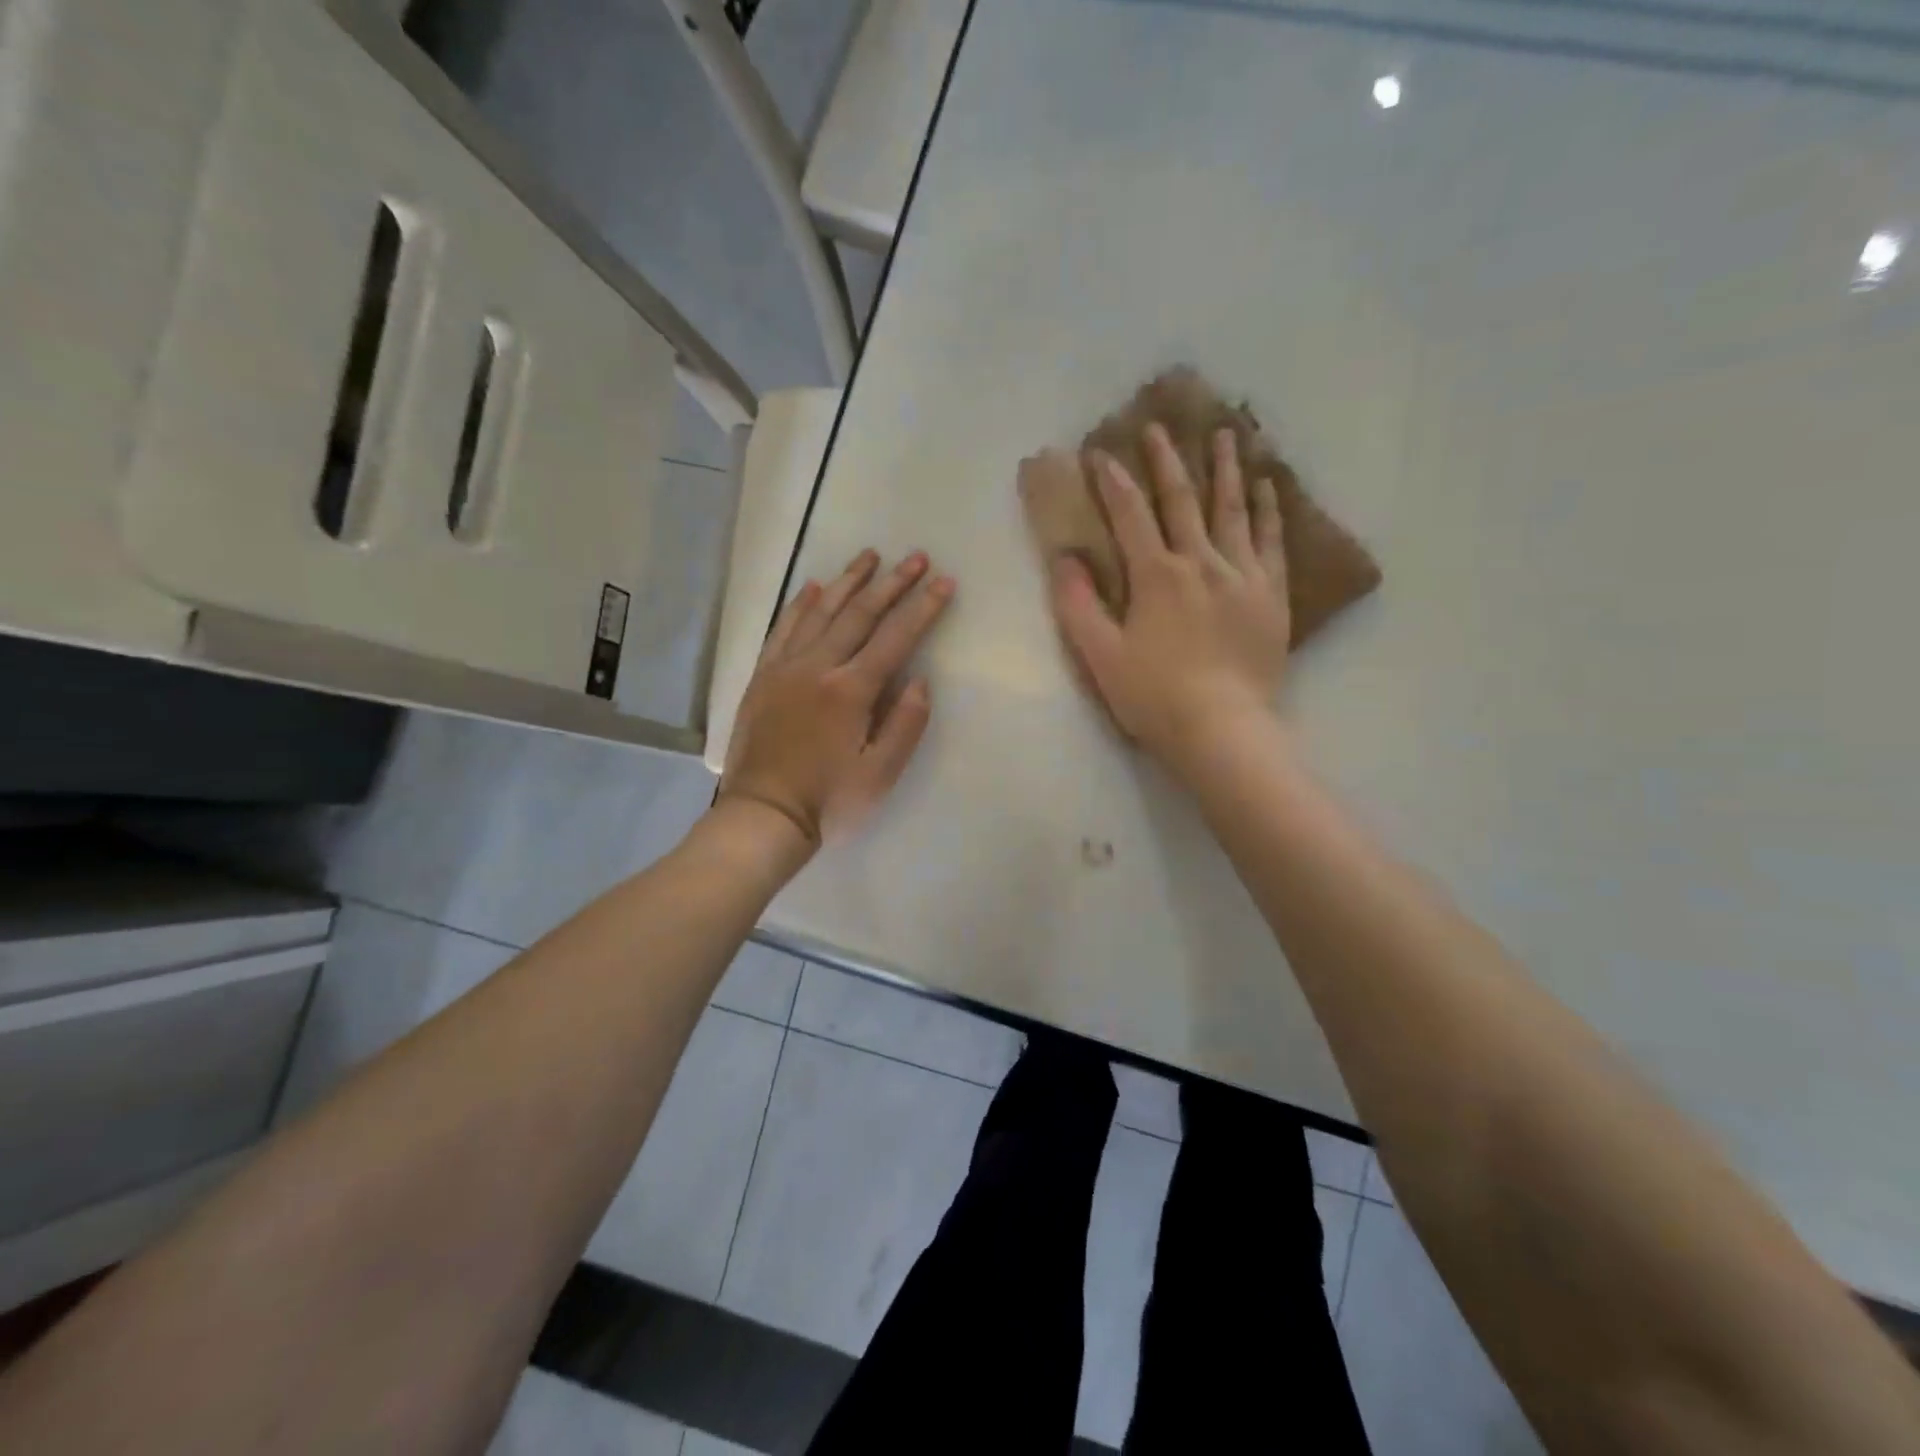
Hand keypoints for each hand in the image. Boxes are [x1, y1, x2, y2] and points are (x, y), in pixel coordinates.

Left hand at [720, 549, 955, 846]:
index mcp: (851, 690)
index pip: (896, 638)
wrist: (762, 815)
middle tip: (915, 556)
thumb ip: (905, 724)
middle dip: (891, 583)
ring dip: (847, 581)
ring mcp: (785, 669)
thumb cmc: (829, 801)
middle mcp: (818, 667)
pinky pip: (782, 630)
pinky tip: (812, 588)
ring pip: (820, 613)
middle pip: (859, 614)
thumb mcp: (881, 774)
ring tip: (868, 556)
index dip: (923, 608)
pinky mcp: (762, 678)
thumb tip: (919, 680)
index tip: (943, 580)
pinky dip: (799, 606)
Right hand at [1045, 423, 1288, 768]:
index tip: (1100, 452)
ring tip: (1225, 434)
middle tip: (1159, 427)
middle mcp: (1201, 562)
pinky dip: (1268, 511)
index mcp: (1156, 576)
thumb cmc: (1154, 697)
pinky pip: (1271, 542)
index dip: (1113, 481)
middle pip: (1182, 500)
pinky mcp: (1270, 595)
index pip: (1130, 515)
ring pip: (1233, 510)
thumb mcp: (1100, 656)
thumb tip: (1064, 559)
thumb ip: (1078, 605)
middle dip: (1166, 461)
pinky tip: (1267, 487)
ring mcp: (1242, 575)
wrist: (1222, 730)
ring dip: (1225, 469)